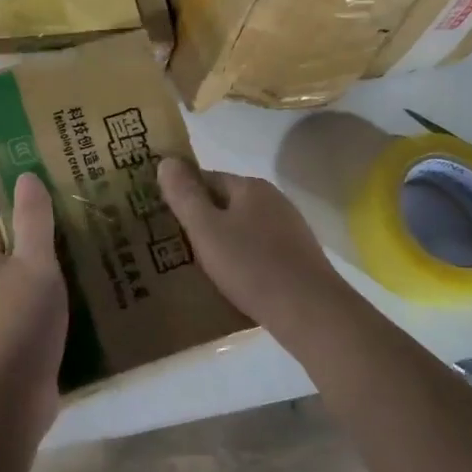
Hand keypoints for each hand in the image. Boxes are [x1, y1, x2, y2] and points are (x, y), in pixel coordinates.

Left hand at [0, 173, 68, 431]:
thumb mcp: (36, 262)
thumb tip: (25, 175)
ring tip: (91, 275)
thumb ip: (34, 220)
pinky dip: (52, 311)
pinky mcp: (8, 347)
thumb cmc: (23, 320)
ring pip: (25, 289)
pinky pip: (31, 317)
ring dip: (52, 283)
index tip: (64, 214)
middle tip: (85, 243)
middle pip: (14, 258)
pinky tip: (82, 313)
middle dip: (45, 250)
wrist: (13, 396)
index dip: (28, 217)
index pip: (0, 226)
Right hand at [157, 158, 351, 331]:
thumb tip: (166, 161)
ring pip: (243, 229)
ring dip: (222, 242)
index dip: (182, 194)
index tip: (162, 217)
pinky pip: (259, 251)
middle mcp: (274, 200)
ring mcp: (289, 229)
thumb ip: (184, 195)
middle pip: (226, 203)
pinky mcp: (298, 258)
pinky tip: (232, 281)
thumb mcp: (206, 230)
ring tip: (198, 267)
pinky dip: (242, 260)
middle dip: (201, 220)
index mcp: (251, 187)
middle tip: (174, 244)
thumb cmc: (251, 266)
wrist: (309, 311)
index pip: (207, 178)